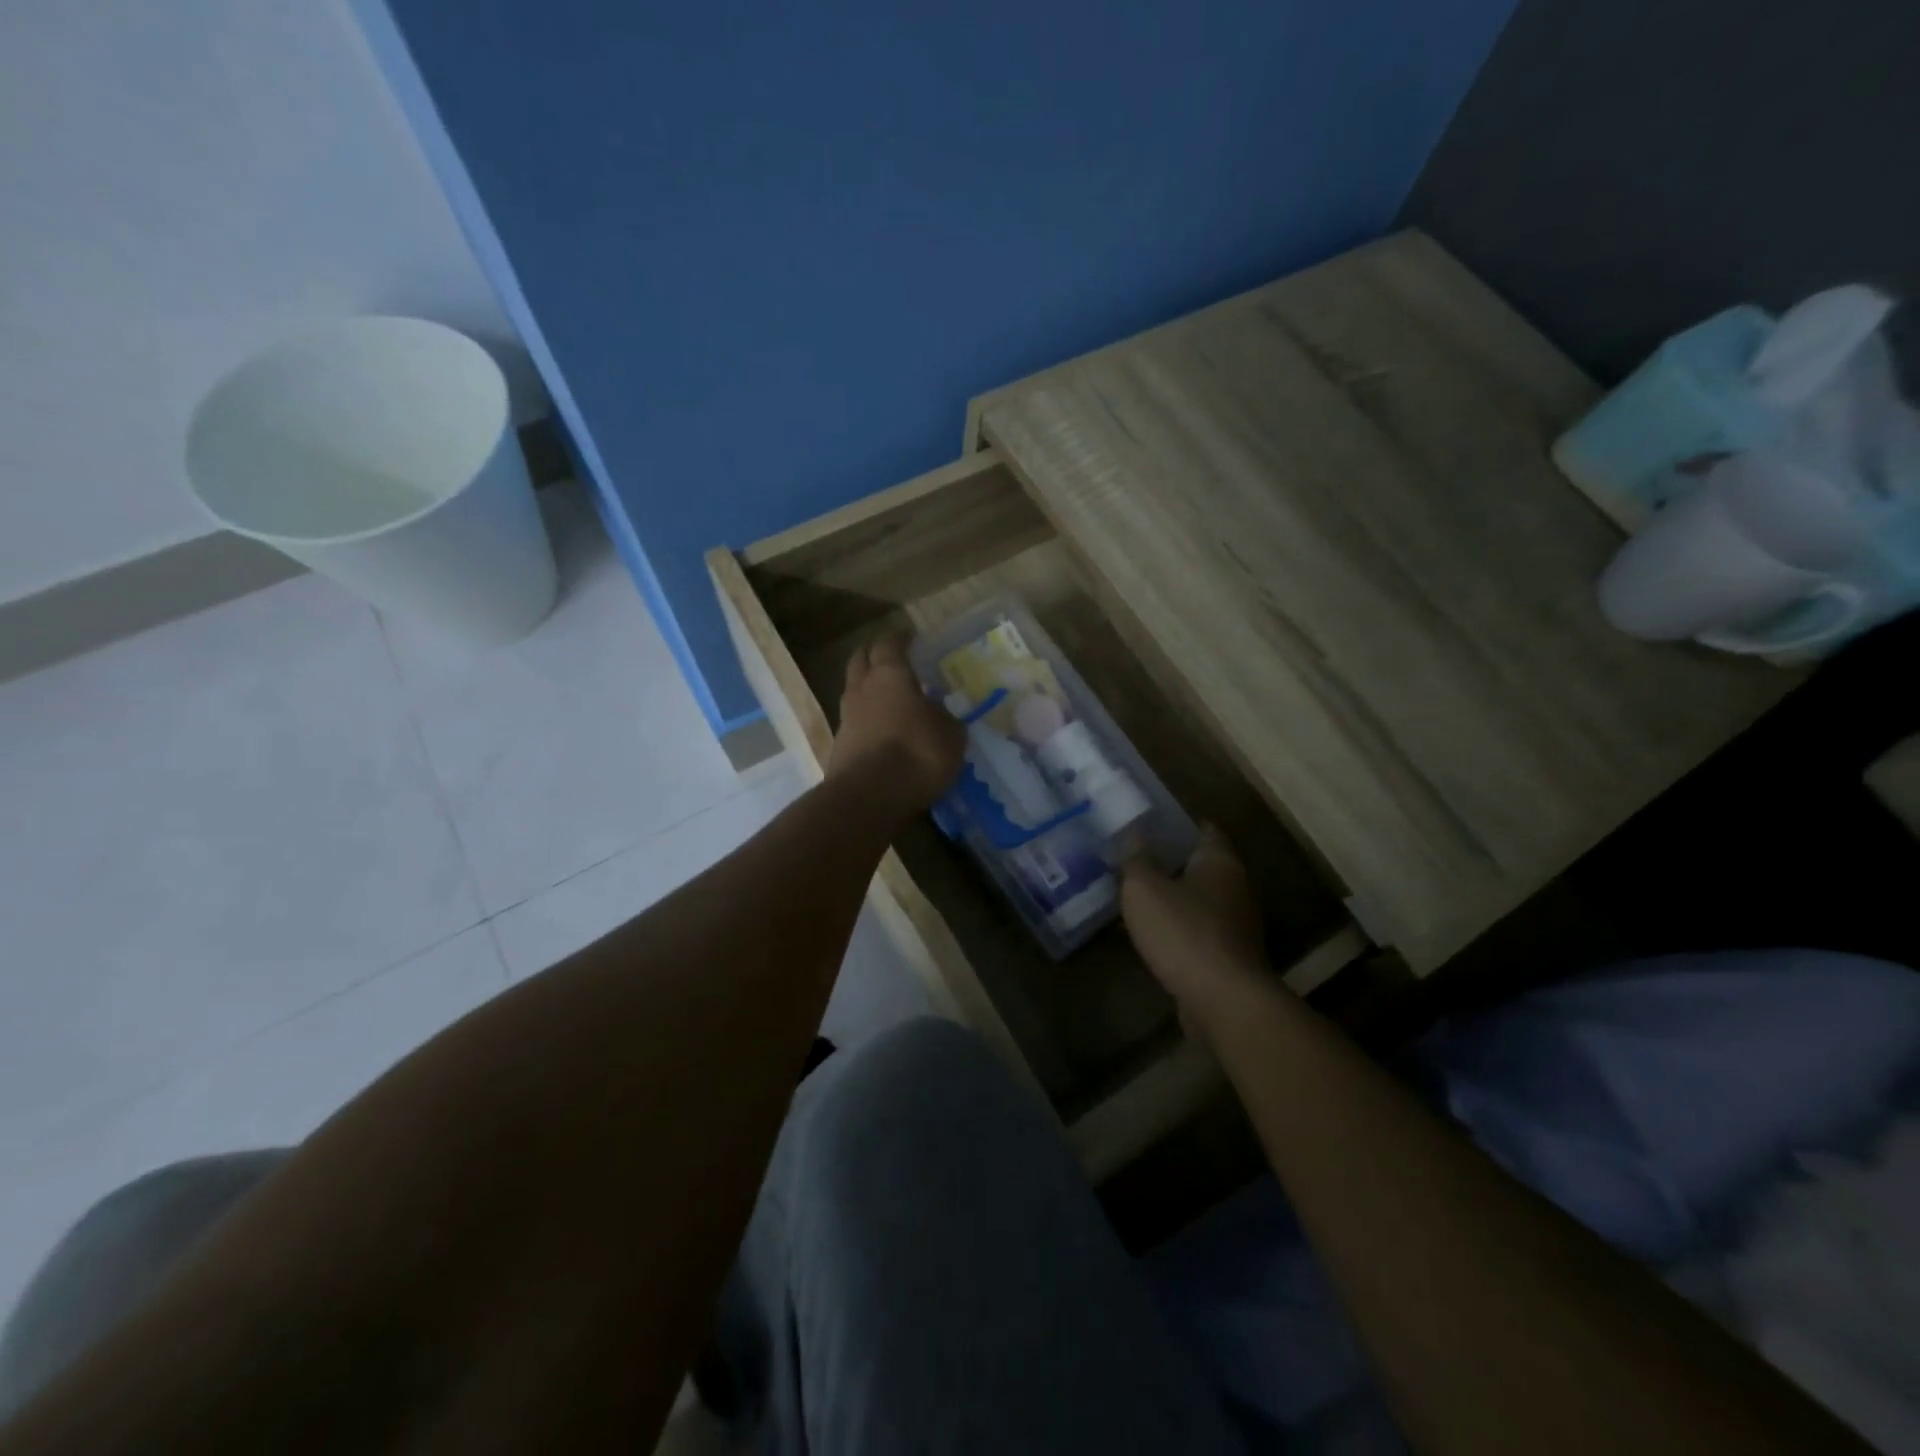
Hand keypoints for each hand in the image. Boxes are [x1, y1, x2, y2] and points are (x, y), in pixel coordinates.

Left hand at [829, 635, 964, 813]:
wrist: (869, 797)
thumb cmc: (917, 754)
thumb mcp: (950, 736)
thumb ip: (946, 719)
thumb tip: (939, 713)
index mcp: (890, 675)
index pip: (889, 643)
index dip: (900, 638)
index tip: (911, 638)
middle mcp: (862, 688)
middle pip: (861, 659)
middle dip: (874, 654)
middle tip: (892, 658)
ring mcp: (846, 717)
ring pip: (854, 689)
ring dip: (868, 687)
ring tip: (889, 696)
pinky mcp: (840, 745)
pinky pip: (854, 720)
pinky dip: (867, 718)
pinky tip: (883, 729)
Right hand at [1121, 826, 1272, 1029]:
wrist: (1222, 1000)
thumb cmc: (1183, 931)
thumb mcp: (1144, 888)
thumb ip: (1137, 858)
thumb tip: (1135, 832)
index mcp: (1219, 862)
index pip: (1206, 830)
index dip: (1181, 824)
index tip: (1154, 822)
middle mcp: (1236, 887)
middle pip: (1203, 865)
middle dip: (1173, 862)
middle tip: (1138, 858)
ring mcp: (1236, 925)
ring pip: (1200, 900)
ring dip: (1174, 897)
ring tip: (1138, 896)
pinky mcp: (1229, 956)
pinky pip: (1198, 930)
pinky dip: (1178, 927)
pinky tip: (1152, 934)